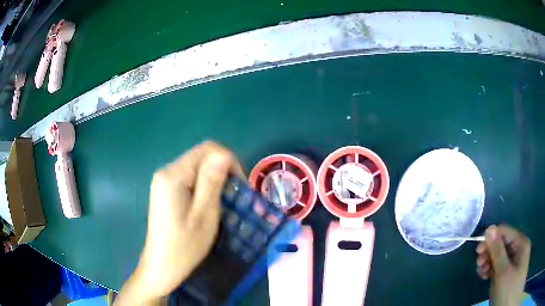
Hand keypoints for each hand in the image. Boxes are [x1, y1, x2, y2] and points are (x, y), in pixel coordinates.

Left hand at [115, 141, 243, 304]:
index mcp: (174, 175)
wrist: (162, 266)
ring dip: (215, 179)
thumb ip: (212, 181)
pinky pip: (191, 177)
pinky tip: (209, 203)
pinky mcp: (167, 189)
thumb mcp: (204, 214)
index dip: (229, 161)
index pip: (208, 149)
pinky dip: (205, 185)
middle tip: (234, 197)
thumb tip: (224, 154)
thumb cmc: (184, 246)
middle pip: (202, 156)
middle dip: (223, 171)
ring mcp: (165, 180)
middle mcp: (167, 171)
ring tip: (224, 202)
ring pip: (198, 166)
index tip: (239, 187)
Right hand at [476, 224, 530, 305]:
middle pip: (502, 243)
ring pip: (499, 255)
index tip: (477, 252)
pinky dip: (491, 269)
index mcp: (520, 243)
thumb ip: (497, 250)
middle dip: (489, 253)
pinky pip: (499, 265)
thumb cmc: (508, 288)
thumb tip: (489, 229)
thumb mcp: (502, 271)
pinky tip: (484, 276)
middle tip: (478, 265)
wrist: (506, 305)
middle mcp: (518, 248)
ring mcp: (513, 260)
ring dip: (488, 262)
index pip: (505, 232)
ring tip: (481, 273)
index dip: (491, 238)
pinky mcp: (508, 271)